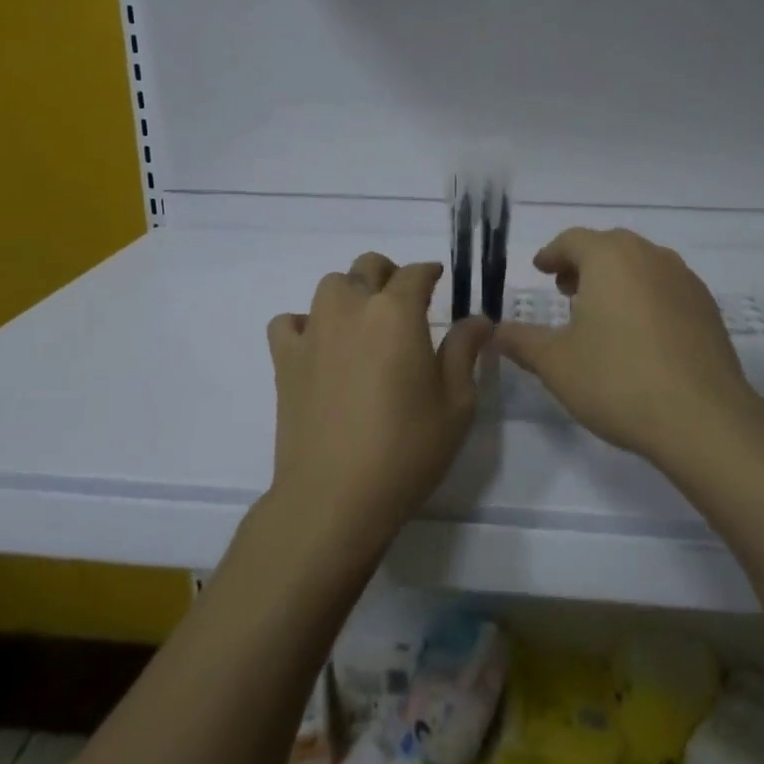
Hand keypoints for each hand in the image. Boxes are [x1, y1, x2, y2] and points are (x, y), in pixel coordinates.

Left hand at [266, 253, 491, 554]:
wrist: (335, 497)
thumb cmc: (406, 450)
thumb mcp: (456, 404)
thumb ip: (465, 352)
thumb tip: (477, 319)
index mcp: (397, 313)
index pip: (415, 273)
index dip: (430, 272)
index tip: (438, 281)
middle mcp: (353, 308)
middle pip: (368, 266)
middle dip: (389, 275)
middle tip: (403, 304)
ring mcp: (313, 331)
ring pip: (330, 286)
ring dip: (350, 294)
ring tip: (363, 324)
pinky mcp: (285, 360)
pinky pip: (289, 323)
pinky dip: (304, 325)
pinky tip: (319, 348)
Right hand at [494, 228, 757, 464]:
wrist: (703, 419)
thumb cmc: (618, 380)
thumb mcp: (556, 363)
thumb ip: (522, 341)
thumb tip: (494, 331)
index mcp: (610, 258)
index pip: (572, 240)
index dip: (552, 254)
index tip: (540, 269)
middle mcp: (650, 256)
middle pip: (610, 247)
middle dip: (584, 264)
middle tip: (566, 291)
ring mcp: (685, 280)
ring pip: (641, 265)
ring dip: (616, 279)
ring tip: (601, 313)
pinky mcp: (707, 307)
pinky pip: (667, 288)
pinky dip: (646, 296)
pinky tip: (640, 334)